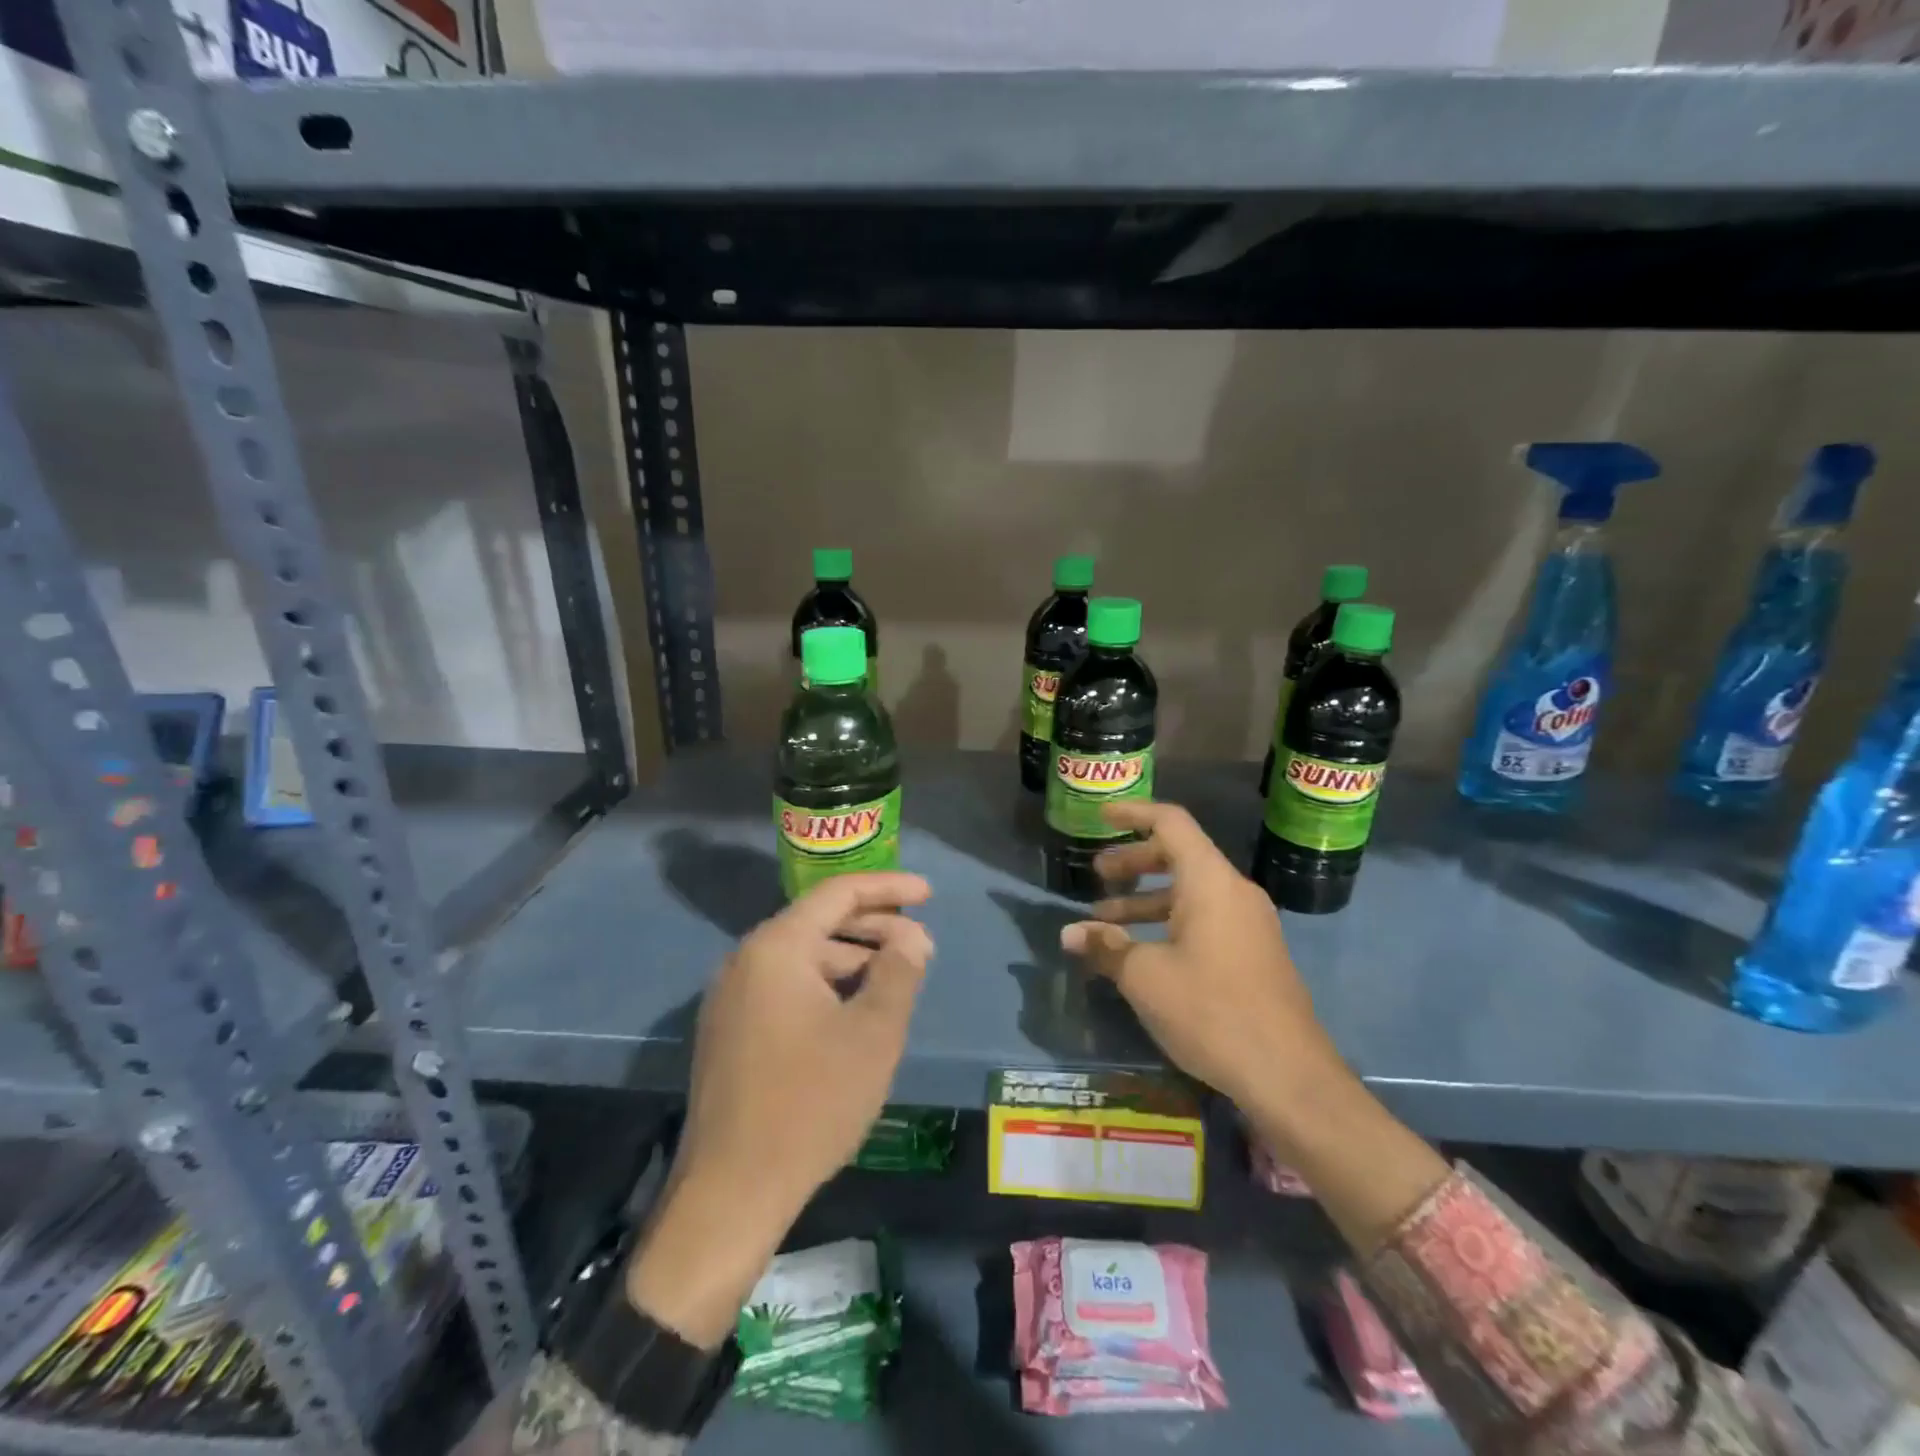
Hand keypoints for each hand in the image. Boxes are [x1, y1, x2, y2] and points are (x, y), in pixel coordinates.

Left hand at [627, 872, 932, 1344]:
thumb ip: (899, 971)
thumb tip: (912, 937)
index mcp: (776, 948)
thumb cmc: (811, 1102)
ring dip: (854, 962)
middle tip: (921, 947)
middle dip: (875, 929)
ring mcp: (732, 998)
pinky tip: (857, 1013)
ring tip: (897, 982)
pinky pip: (787, 987)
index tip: (928, 894)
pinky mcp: (731, 1031)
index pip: (838, 894)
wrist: (731, 1193)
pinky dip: (827, 988)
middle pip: (820, 924)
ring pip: (804, 959)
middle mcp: (746, 960)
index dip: (888, 888)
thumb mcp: (872, 1033)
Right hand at [1058, 801, 1343, 1118]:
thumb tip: (1070, 934)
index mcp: (1210, 882)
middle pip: (1179, 856)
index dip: (1133, 813)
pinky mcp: (1254, 954)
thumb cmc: (1211, 1010)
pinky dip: (1169, 923)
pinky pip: (1205, 920)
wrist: (1288, 1075)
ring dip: (1146, 900)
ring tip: (1106, 922)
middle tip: (1097, 876)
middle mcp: (1234, 892)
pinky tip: (1142, 954)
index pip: (1171, 823)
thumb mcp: (1145, 977)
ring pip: (1190, 893)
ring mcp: (1249, 924)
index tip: (1101, 816)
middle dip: (1133, 862)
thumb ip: (1106, 947)